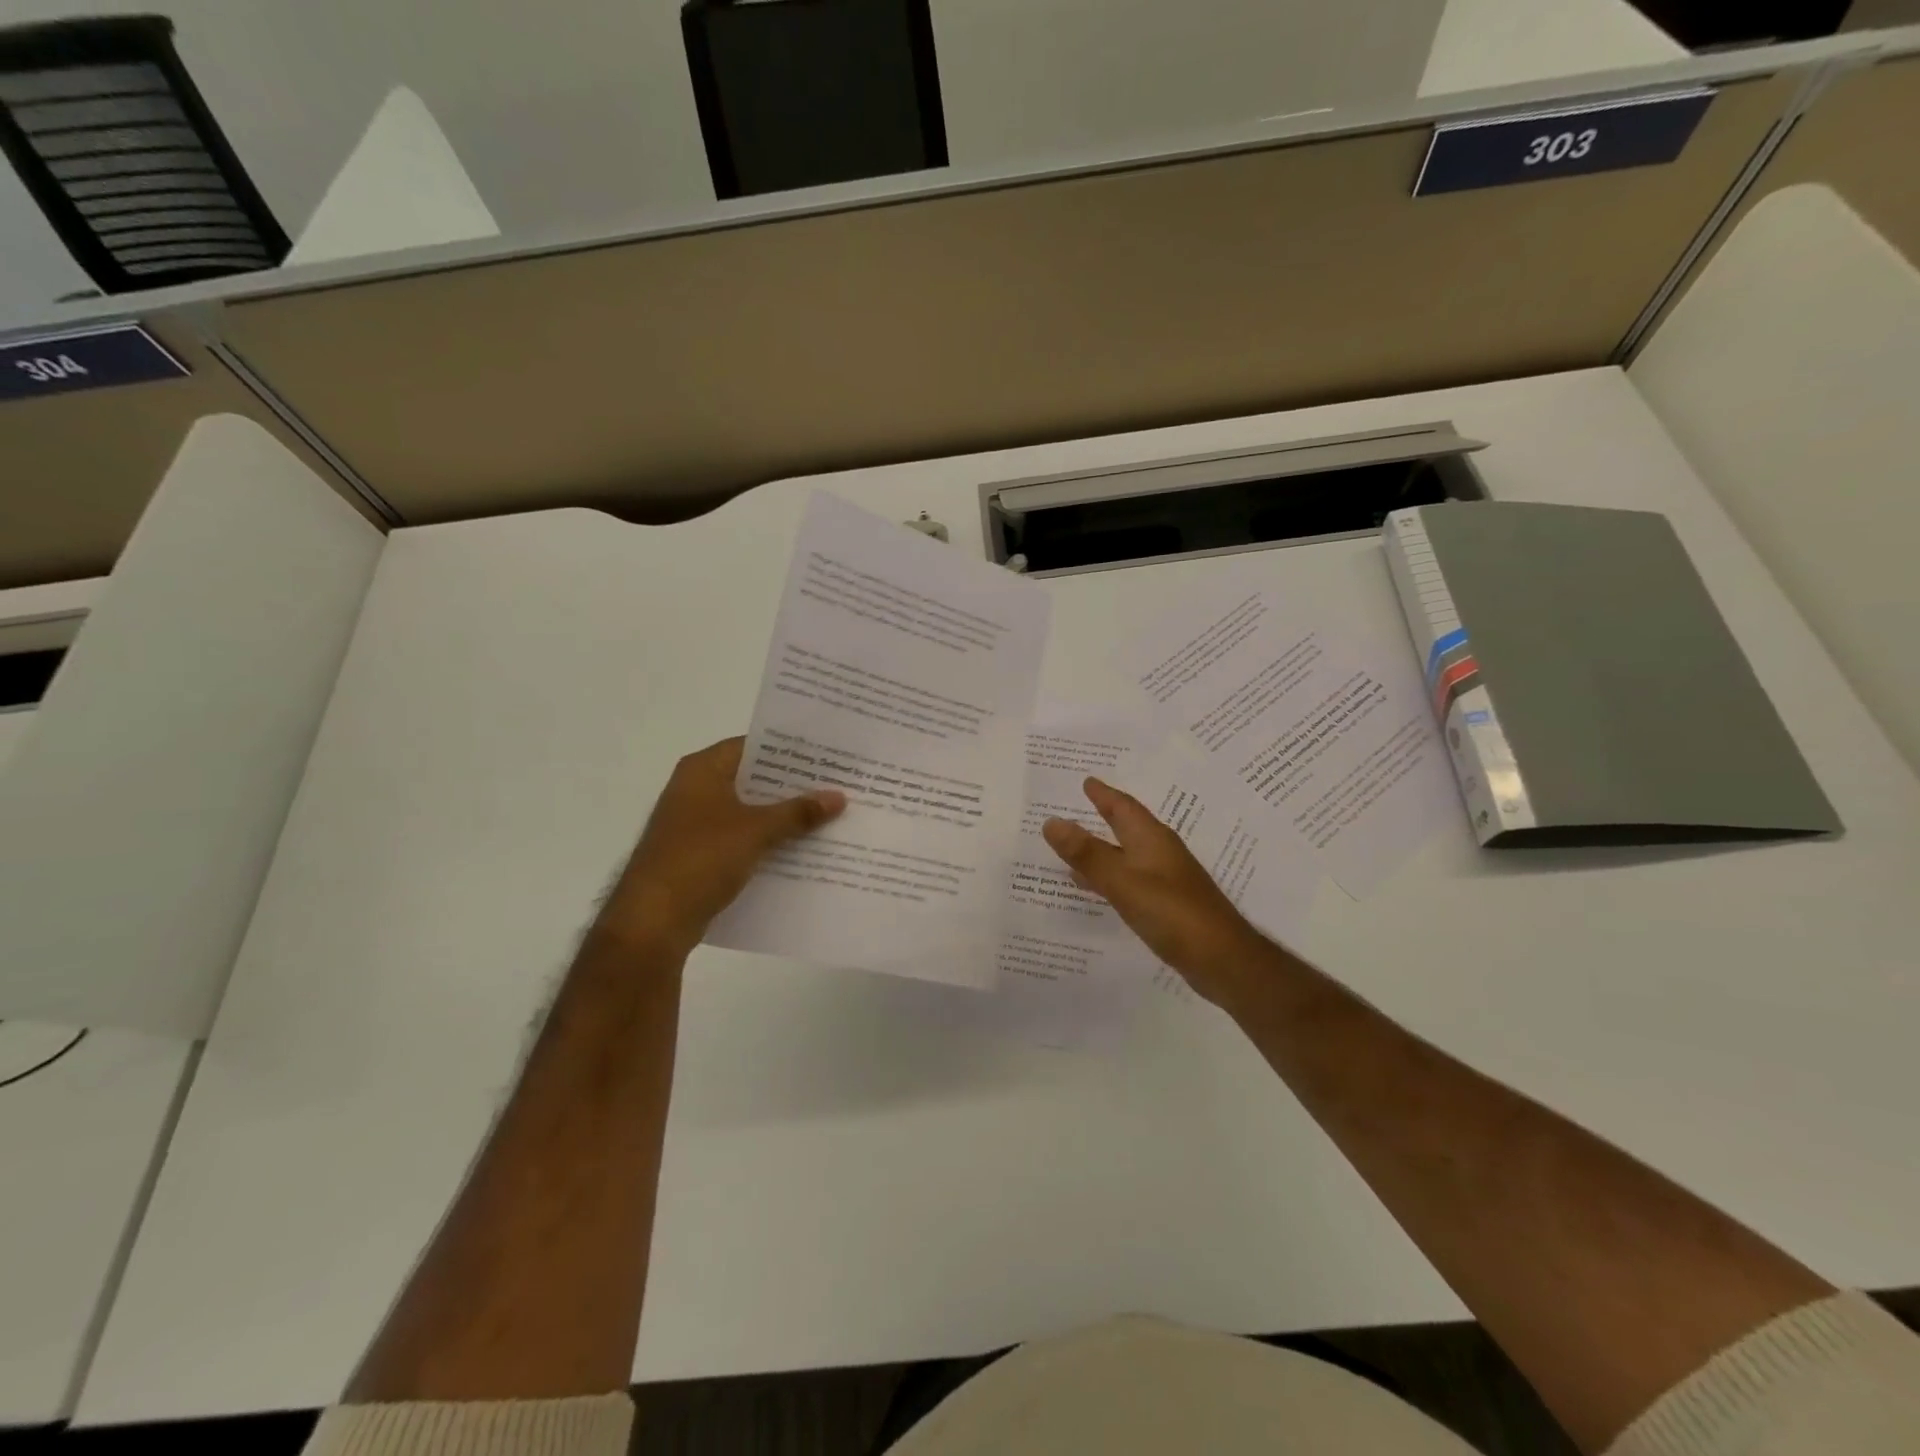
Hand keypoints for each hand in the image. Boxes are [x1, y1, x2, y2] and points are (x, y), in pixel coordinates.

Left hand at [602, 737, 845, 955]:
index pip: (753, 746)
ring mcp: (695, 824)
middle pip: (753, 779)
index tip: (826, 755)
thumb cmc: (701, 859)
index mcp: (703, 770)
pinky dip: (768, 842)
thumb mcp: (757, 831)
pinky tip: (802, 850)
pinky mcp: (699, 855)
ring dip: (783, 816)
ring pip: (749, 811)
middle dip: (793, 786)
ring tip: (829, 815)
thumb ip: (798, 812)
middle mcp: (696, 789)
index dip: (790, 750)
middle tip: (836, 784)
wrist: (653, 921)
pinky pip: (742, 839)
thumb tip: (839, 796)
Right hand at [1043, 777, 1268, 1005]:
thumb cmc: (1172, 912)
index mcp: (1151, 839)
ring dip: (1100, 849)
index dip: (1103, 794)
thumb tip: (1051, 821)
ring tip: (1070, 848)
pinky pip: (1128, 880)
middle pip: (1125, 827)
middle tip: (1071, 807)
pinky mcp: (1166, 905)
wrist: (1221, 959)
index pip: (1123, 807)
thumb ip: (1087, 853)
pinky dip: (1108, 877)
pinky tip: (1094, 888)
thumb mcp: (1122, 881)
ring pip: (1125, 855)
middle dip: (1101, 816)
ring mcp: (1165, 880)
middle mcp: (1159, 853)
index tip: (1085, 780)